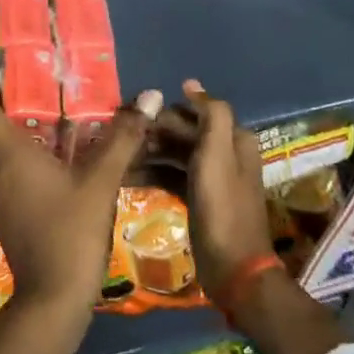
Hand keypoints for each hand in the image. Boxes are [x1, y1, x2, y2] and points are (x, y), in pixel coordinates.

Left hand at [0, 71, 150, 312]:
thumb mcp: (101, 181)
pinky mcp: (1, 214)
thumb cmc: (72, 231)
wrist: (53, 298)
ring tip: (22, 115)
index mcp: (8, 154)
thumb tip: (148, 96)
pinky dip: (1, 155)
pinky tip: (32, 158)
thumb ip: (123, 137)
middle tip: (7, 86)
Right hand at [143, 80, 274, 301]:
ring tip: (120, 158)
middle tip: (122, 140)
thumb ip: (210, 114)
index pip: (194, 112)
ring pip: (175, 153)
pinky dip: (153, 174)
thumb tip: (190, 83)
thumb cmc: (222, 206)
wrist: (233, 269)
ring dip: (149, 153)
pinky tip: (128, 178)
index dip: (165, 113)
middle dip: (154, 133)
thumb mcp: (217, 154)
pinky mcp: (199, 197)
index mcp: (233, 139)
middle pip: (183, 131)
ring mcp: (211, 177)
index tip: (135, 118)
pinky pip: (172, 176)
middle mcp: (225, 153)